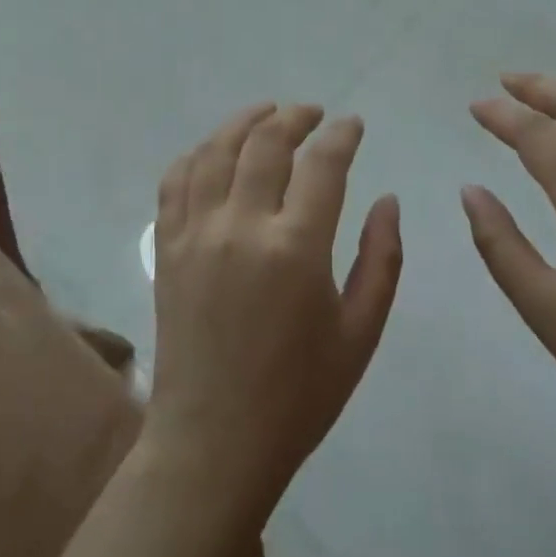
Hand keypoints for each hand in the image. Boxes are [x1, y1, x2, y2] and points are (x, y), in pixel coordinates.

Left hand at [147, 104, 402, 524]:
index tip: (352, 125)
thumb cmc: (298, 394)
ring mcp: (196, 234)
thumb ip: (382, 259)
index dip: (341, 135)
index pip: (322, 164)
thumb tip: (388, 200)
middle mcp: (241, 227)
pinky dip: (197, 155)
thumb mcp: (360, 332)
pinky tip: (215, 152)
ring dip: (244, 122)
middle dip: (295, 117)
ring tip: (267, 114)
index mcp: (296, 248)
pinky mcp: (167, 249)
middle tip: (314, 114)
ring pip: (215, 151)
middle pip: (266, 143)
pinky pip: (175, 181)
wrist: (214, 442)